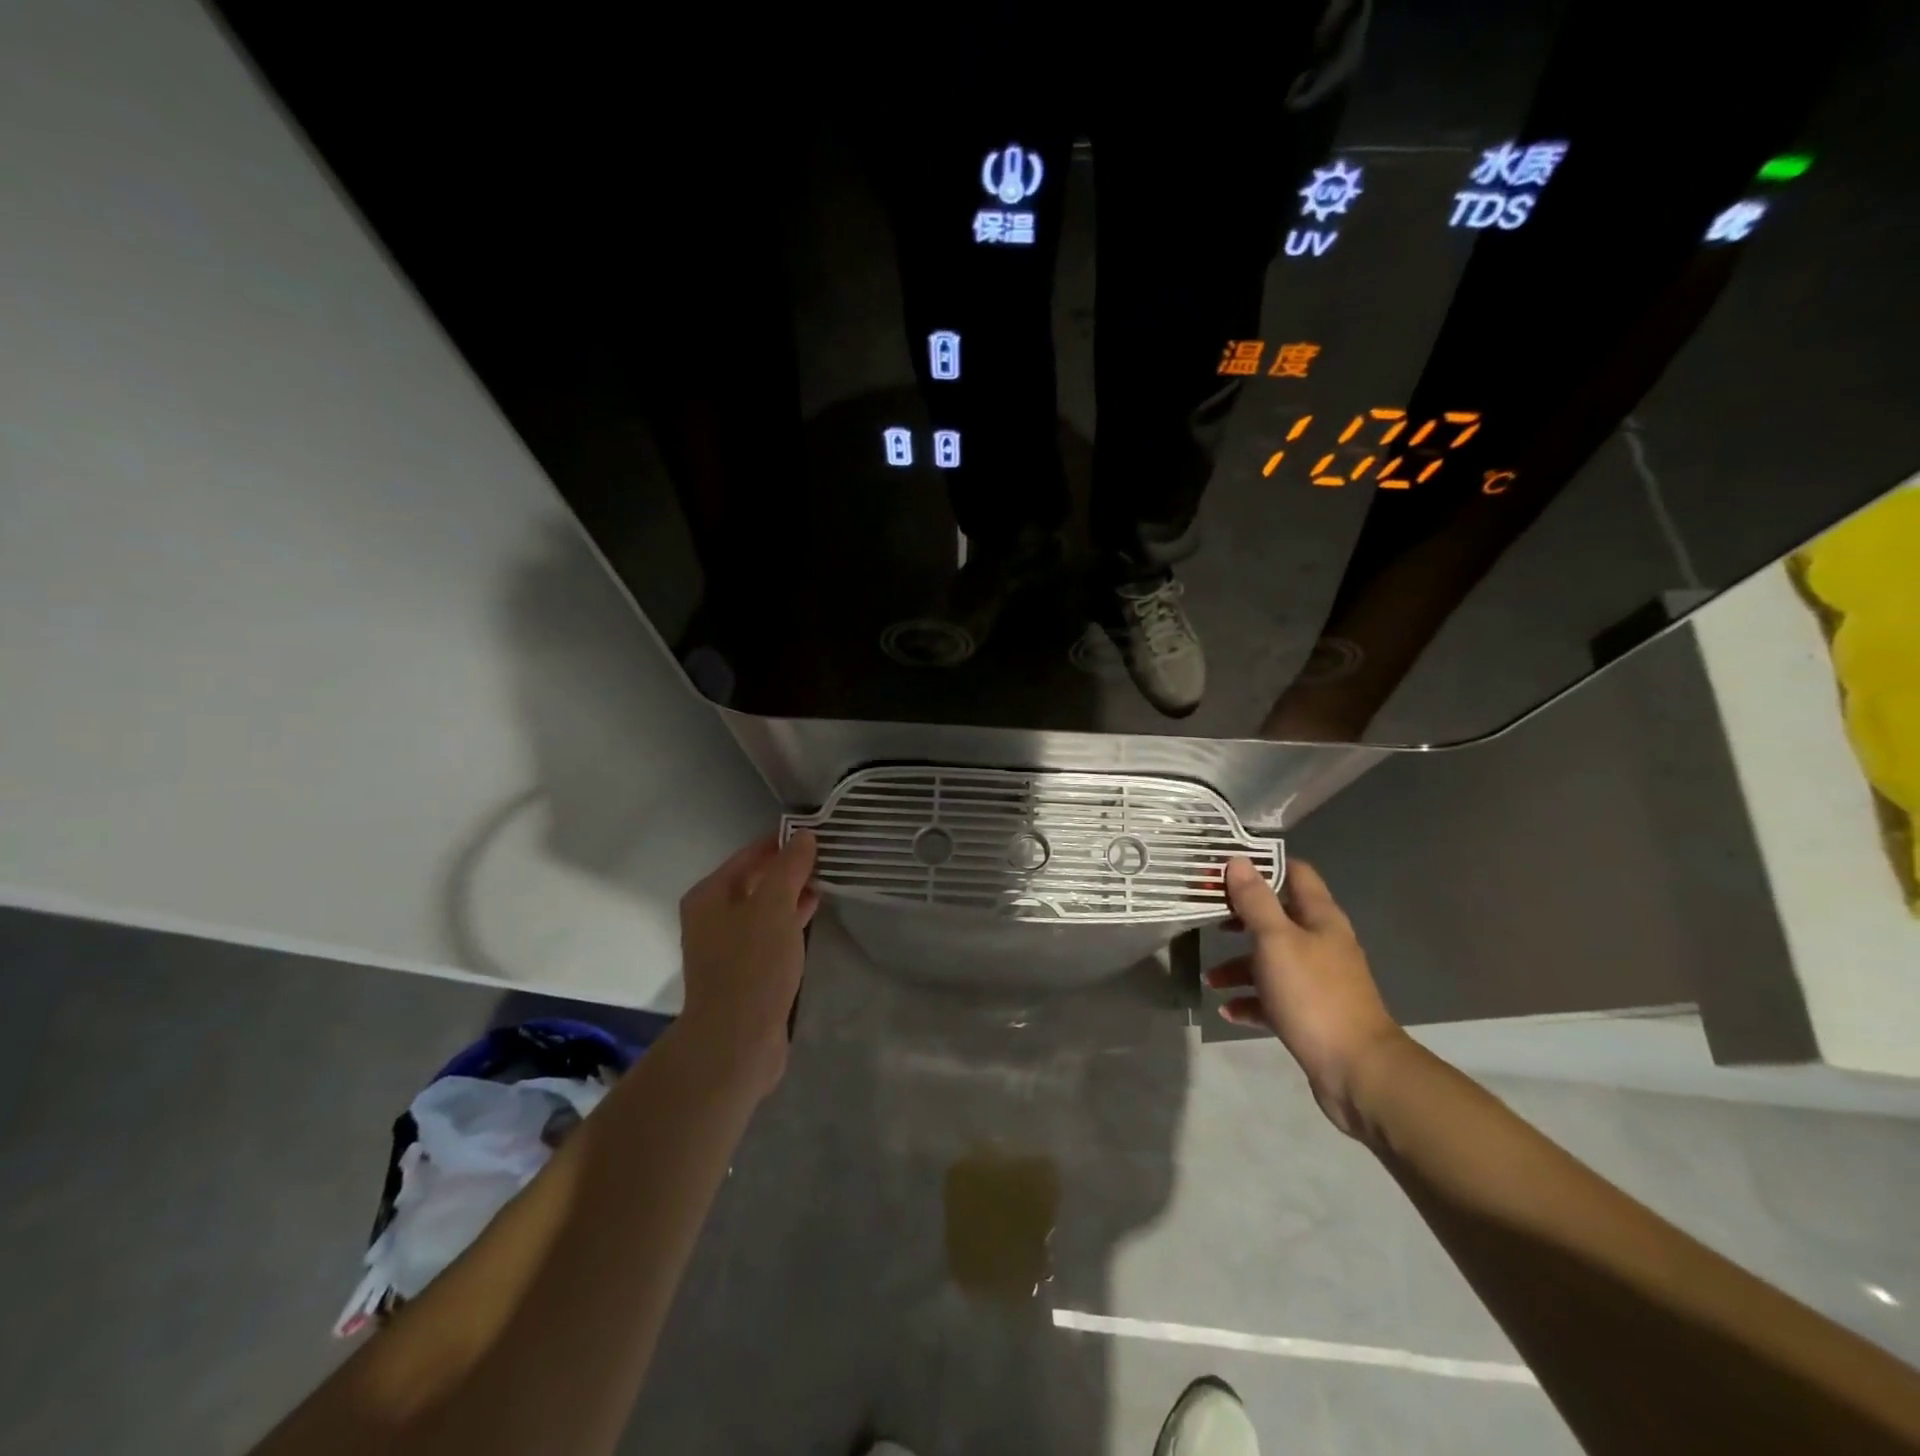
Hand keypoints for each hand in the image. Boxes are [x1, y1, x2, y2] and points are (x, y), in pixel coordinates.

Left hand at [677, 830, 819, 1095]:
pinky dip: (790, 920)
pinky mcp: (744, 970)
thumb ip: (789, 868)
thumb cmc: (752, 965)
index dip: (782, 843)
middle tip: (827, 857)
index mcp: (710, 895)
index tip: (817, 835)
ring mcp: (727, 946)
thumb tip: (804, 836)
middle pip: (755, 880)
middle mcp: (712, 916)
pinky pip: (770, 933)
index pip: (749, 854)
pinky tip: (813, 914)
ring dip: (792, 894)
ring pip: (764, 908)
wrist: (736, 1041)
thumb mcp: (774, 907)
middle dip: (789, 869)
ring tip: (827, 881)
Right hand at [1205, 856, 1408, 1137]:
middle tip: (1206, 916)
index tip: (1224, 868)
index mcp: (1320, 919)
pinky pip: (1273, 998)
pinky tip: (1227, 1010)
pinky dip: (1250, 1000)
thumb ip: (1255, 901)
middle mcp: (1321, 943)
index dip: (1261, 865)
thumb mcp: (1276, 941)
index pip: (1294, 873)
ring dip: (1239, 965)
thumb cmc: (1314, 995)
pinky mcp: (1310, 1013)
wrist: (1358, 1071)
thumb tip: (1238, 861)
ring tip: (1210, 979)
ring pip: (1271, 960)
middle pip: (1277, 917)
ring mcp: (1317, 980)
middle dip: (1240, 917)